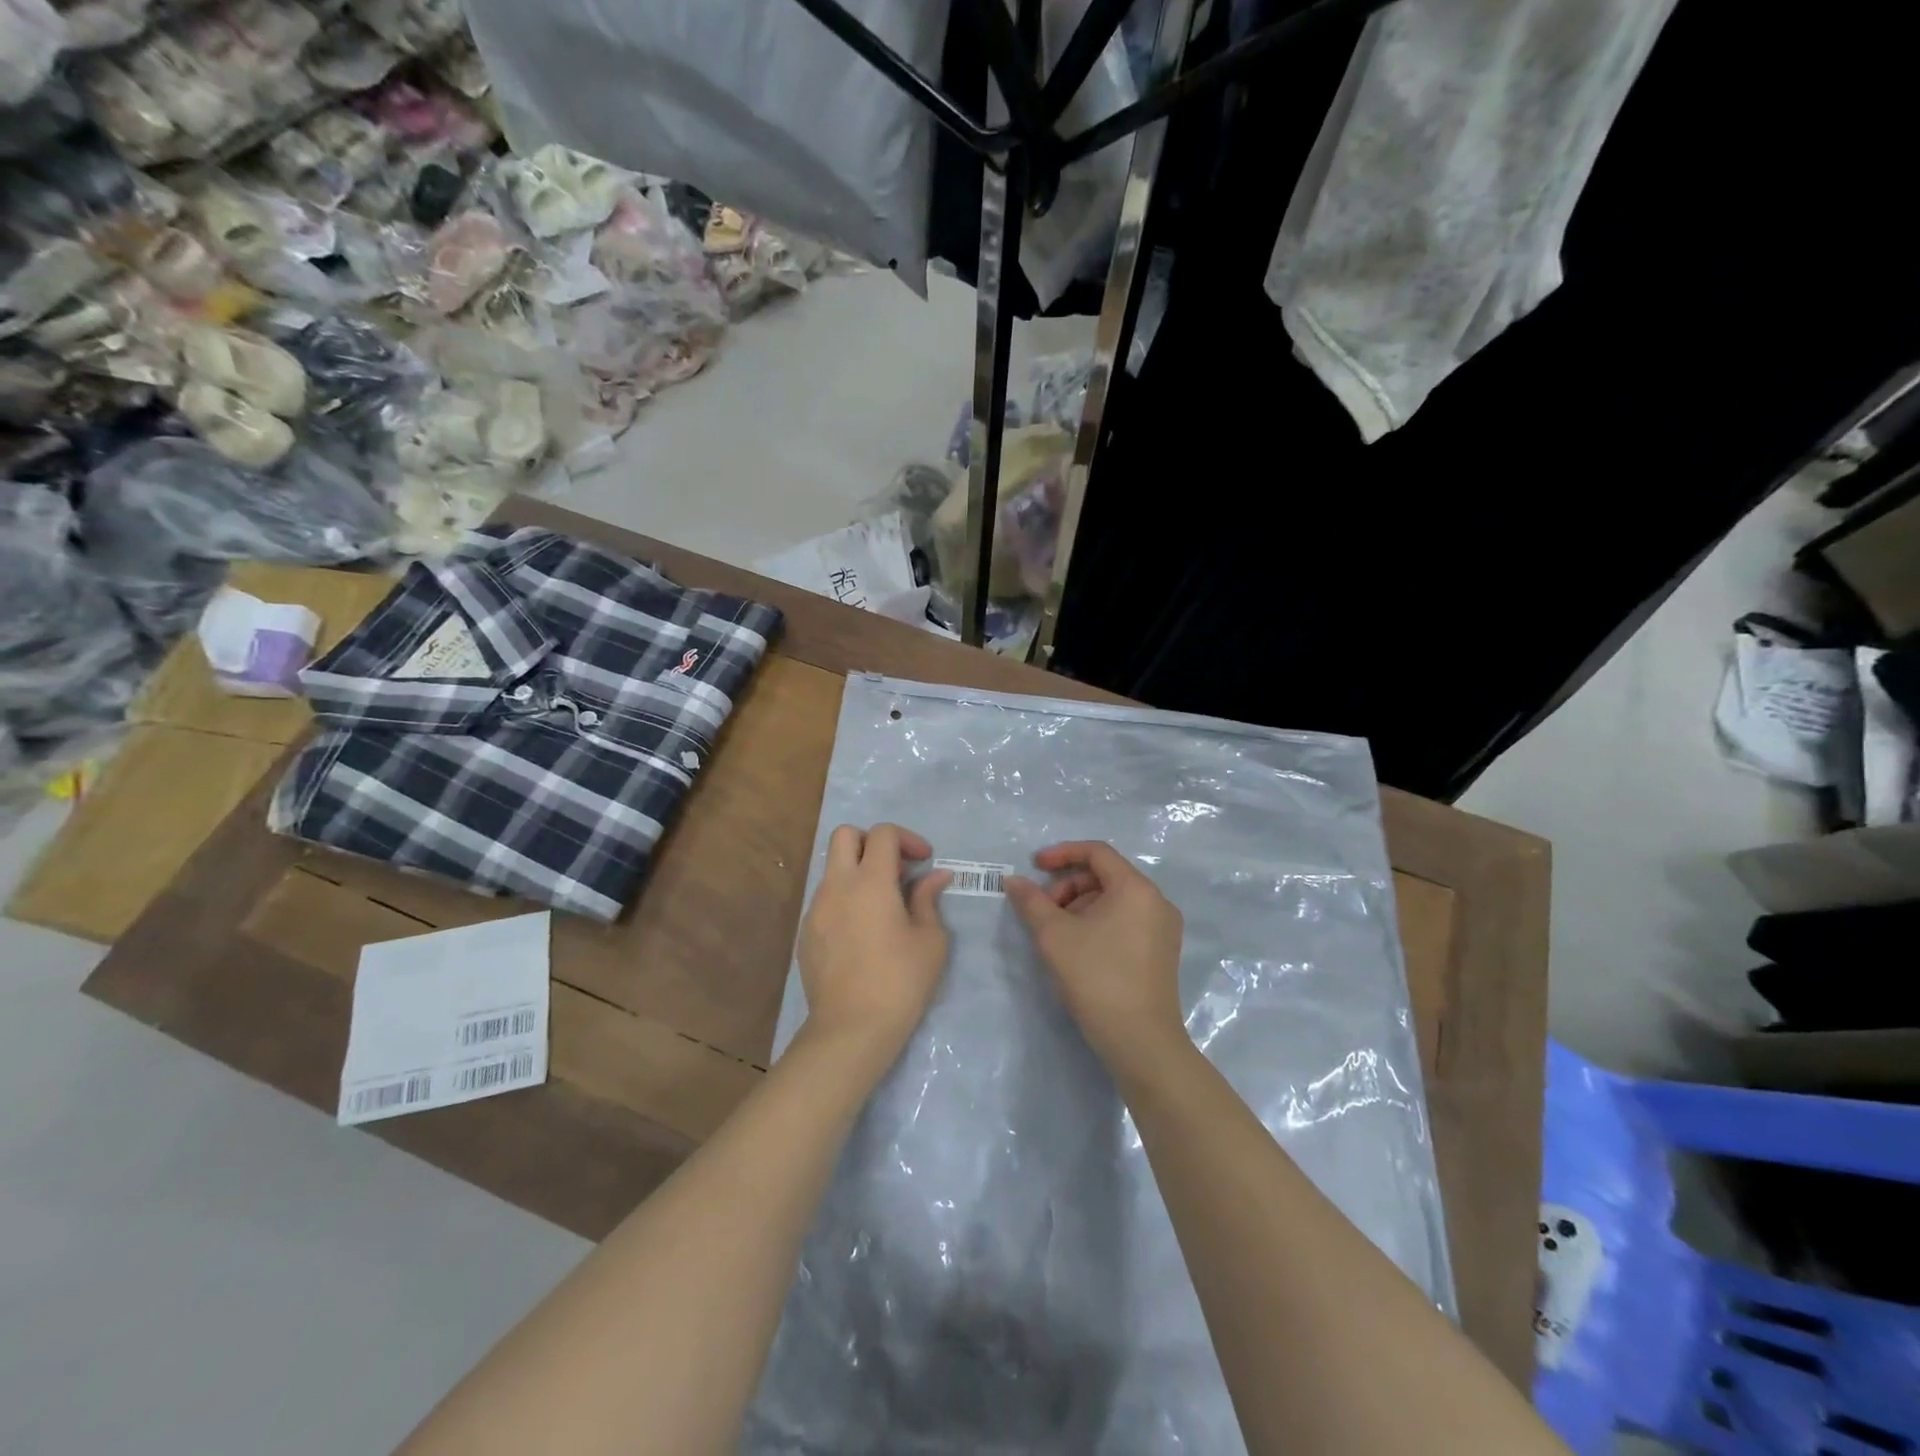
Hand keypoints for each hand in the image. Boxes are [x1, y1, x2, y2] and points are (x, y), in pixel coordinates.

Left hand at [797, 824, 951, 1067]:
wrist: (851, 1029)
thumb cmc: (900, 981)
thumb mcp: (930, 940)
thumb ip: (928, 900)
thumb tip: (934, 877)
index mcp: (871, 882)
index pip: (882, 833)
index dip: (907, 838)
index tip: (924, 861)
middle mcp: (837, 886)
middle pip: (845, 835)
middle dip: (872, 842)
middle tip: (895, 869)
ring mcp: (815, 909)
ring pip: (832, 868)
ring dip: (857, 871)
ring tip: (883, 904)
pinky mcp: (805, 933)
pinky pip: (825, 898)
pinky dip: (845, 898)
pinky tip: (862, 931)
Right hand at [1006, 841, 1187, 1076]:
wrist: (1141, 1041)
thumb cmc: (1097, 978)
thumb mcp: (1055, 936)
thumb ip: (1031, 902)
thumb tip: (1013, 881)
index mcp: (1136, 888)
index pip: (1097, 852)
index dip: (1062, 854)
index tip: (1034, 867)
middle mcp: (1156, 901)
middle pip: (1105, 876)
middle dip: (1068, 886)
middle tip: (1043, 911)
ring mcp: (1163, 928)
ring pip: (1115, 900)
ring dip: (1080, 906)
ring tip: (1058, 934)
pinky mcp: (1162, 952)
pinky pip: (1126, 921)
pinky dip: (1098, 922)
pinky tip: (1078, 948)